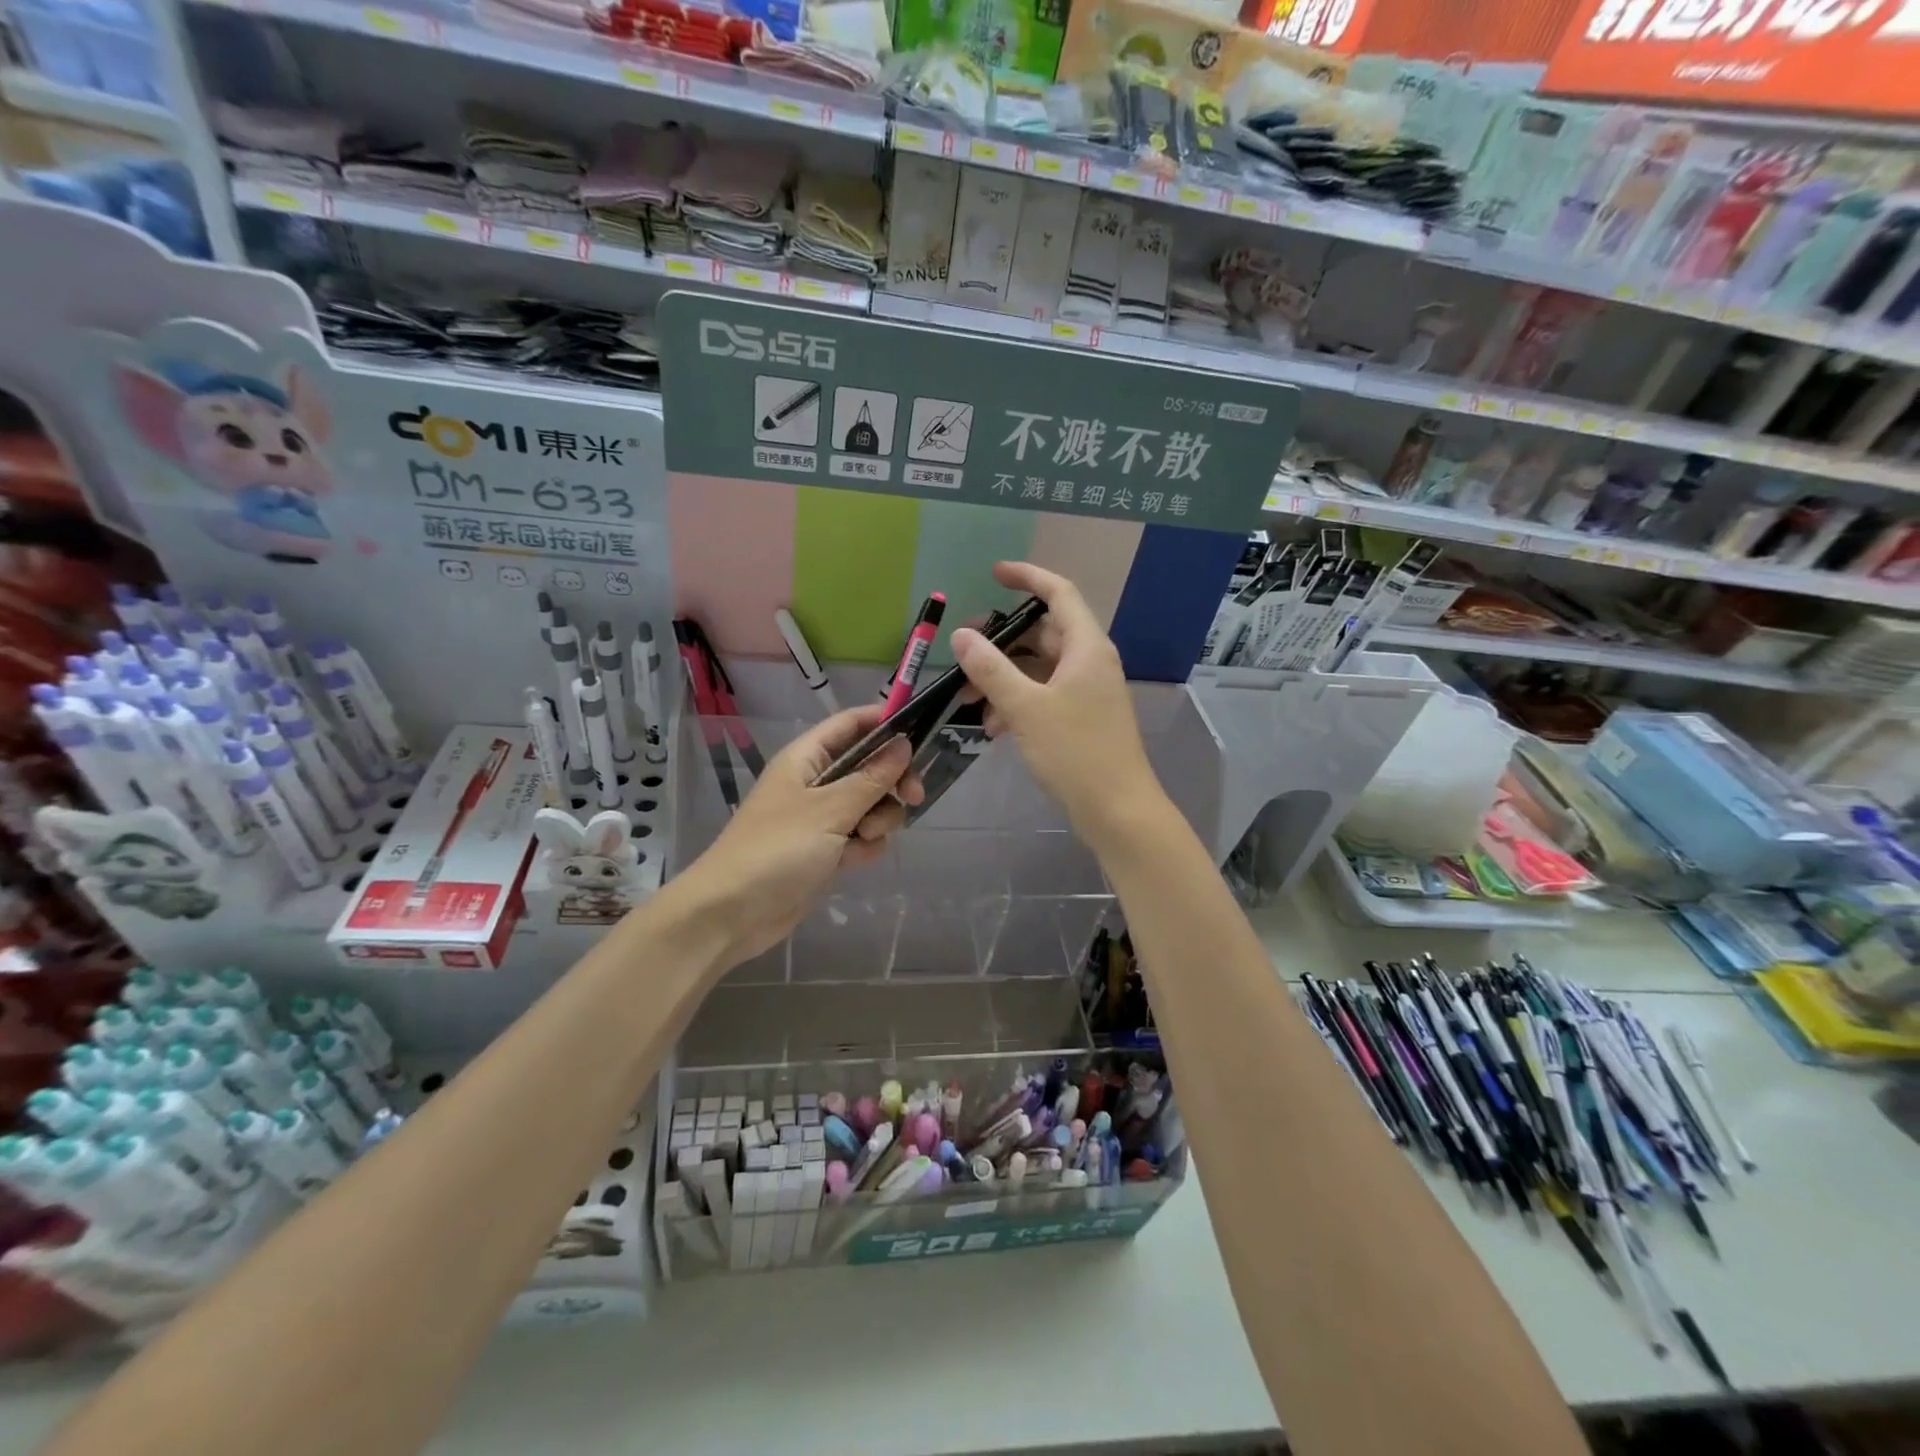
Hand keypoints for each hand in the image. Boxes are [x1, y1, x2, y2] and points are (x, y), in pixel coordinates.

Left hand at [672, 705, 923, 965]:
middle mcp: (815, 782)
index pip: (851, 724)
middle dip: (892, 780)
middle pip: (869, 765)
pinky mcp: (826, 850)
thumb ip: (871, 777)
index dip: (884, 722)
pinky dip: (865, 846)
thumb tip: (903, 742)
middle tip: (913, 796)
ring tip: (864, 838)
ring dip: (879, 819)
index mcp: (807, 758)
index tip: (919, 735)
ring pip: (871, 804)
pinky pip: (861, 836)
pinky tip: (853, 861)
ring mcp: (821, 817)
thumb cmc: (777, 850)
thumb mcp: (830, 810)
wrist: (732, 913)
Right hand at [950, 561, 1156, 835]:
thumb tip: (962, 635)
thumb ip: (991, 669)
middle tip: (963, 653)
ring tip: (968, 701)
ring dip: (1002, 678)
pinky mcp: (1081, 718)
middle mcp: (1090, 661)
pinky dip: (1017, 702)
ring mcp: (1087, 691)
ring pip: (1038, 668)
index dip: (1028, 577)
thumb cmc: (1075, 752)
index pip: (1058, 593)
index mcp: (1086, 647)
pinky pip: (1043, 695)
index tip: (994, 574)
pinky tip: (992, 727)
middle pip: (1043, 633)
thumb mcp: (1026, 708)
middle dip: (1000, 641)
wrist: (1117, 810)